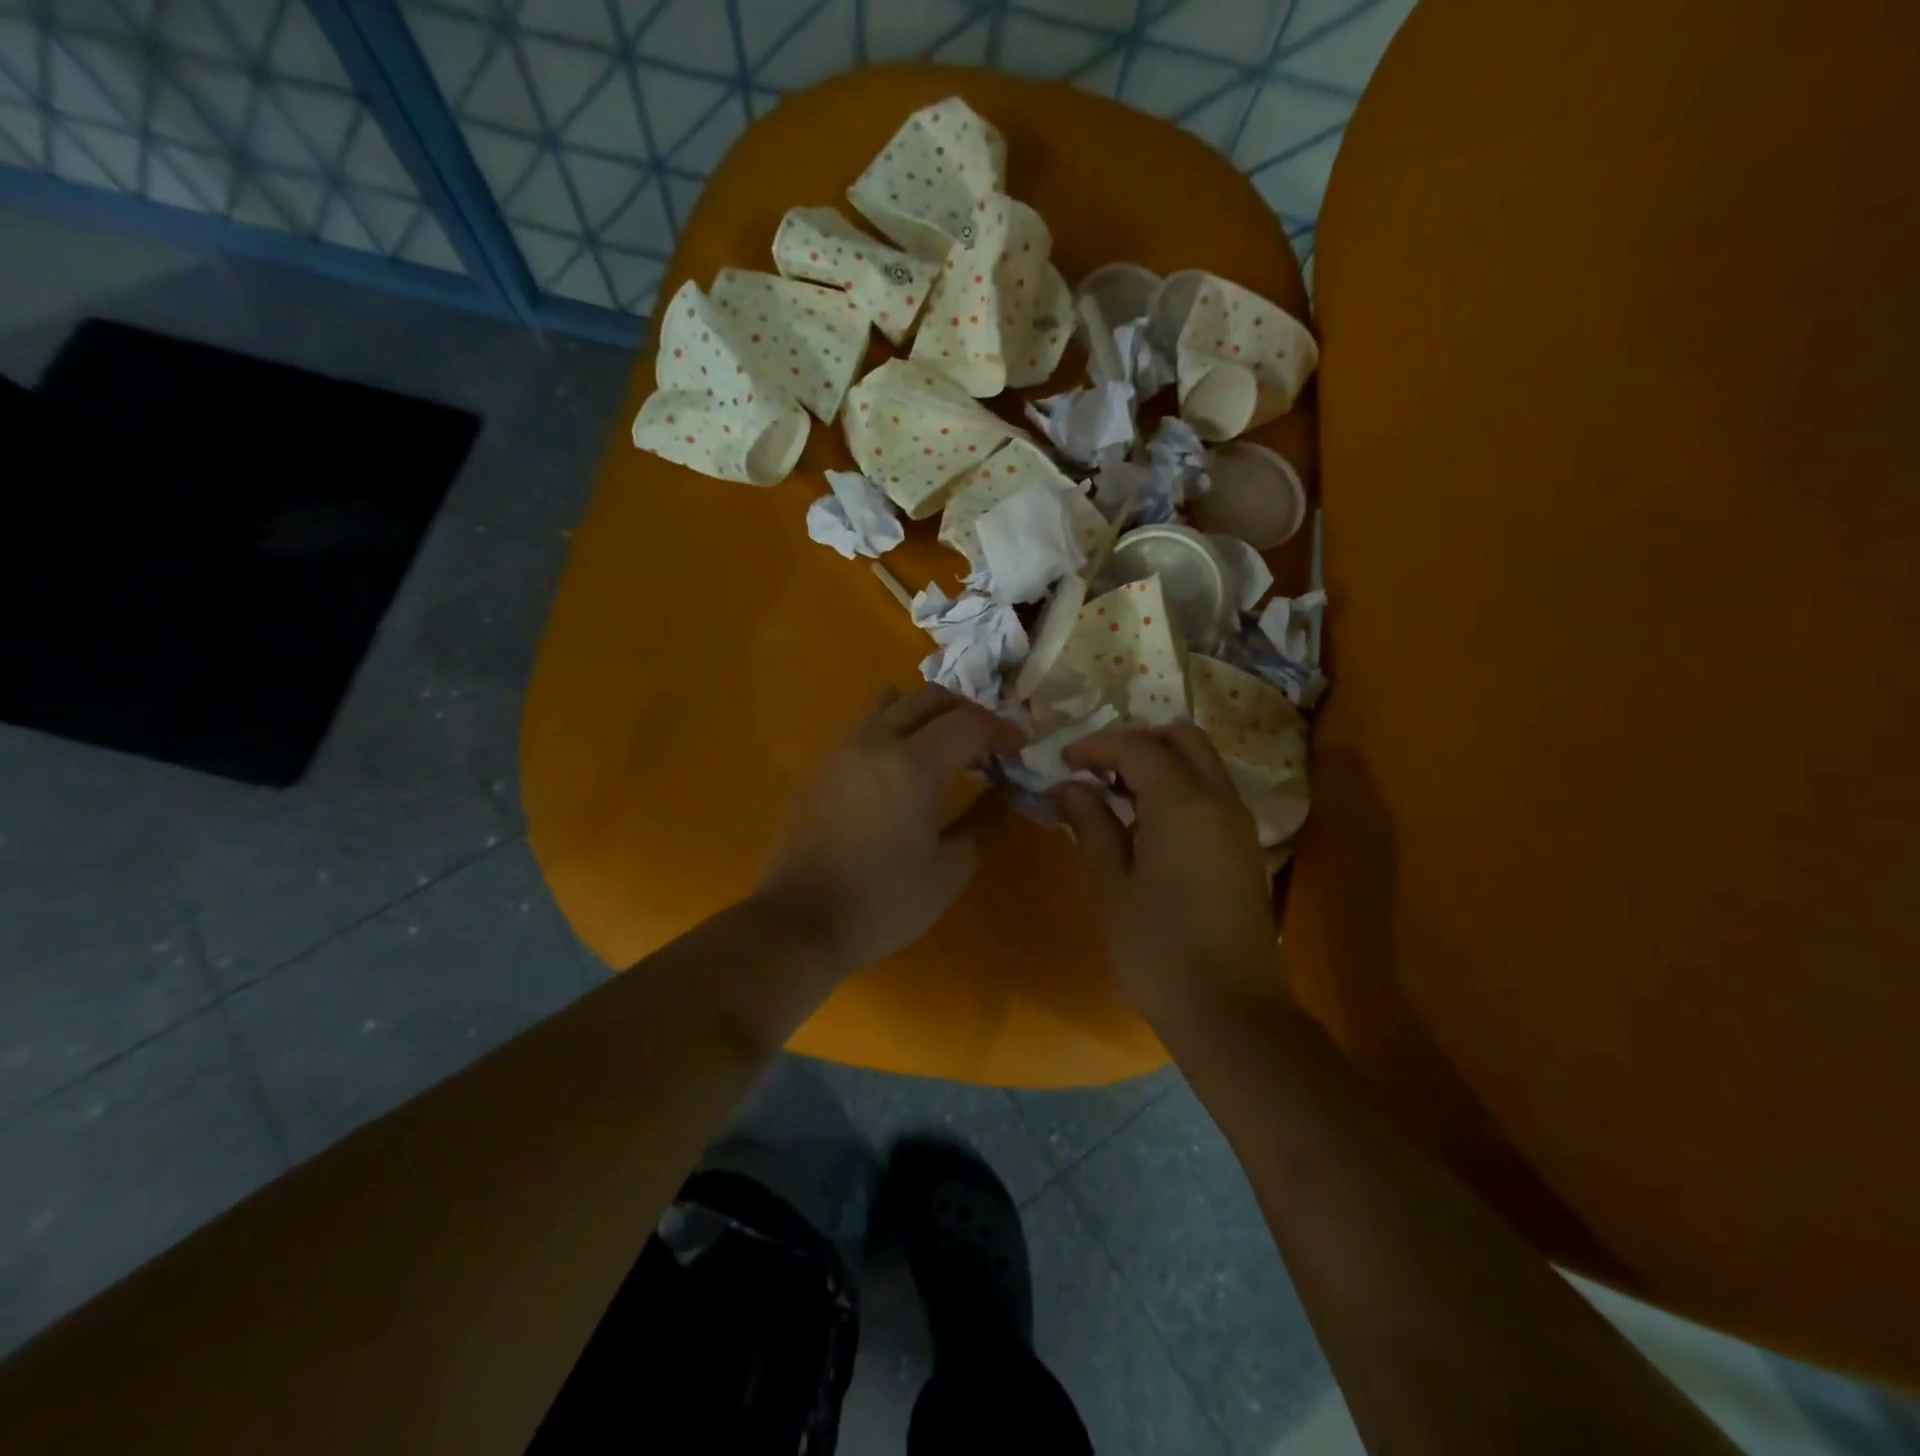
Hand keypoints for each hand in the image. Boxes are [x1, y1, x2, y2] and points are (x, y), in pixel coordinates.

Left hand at [755, 685, 1023, 972]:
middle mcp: (875, 741)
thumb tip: (1002, 794)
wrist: (799, 922)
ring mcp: (842, 749)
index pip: (968, 722)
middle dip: (966, 712)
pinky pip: (863, 724)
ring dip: (924, 711)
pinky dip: (892, 727)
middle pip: (929, 698)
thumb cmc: (882, 902)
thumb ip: (982, 823)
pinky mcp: (820, 765)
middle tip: (985, 744)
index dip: (1001, 729)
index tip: (1018, 748)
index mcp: (913, 765)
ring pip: (890, 702)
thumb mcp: (948, 871)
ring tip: (940, 744)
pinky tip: (898, 765)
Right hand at [1053, 725, 1281, 1026]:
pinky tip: (1146, 823)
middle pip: (1181, 738)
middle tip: (1096, 770)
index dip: (1097, 746)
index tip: (1064, 762)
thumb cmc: (1158, 951)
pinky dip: (1179, 786)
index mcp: (1183, 803)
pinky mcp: (1245, 848)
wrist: (1231, 1013)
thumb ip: (1091, 826)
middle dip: (1135, 742)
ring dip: (1159, 762)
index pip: (1137, 747)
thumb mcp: (1111, 886)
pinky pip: (1212, 792)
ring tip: (1114, 795)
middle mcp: (1219, 800)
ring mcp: (1239, 824)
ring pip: (1202, 762)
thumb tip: (1069, 787)